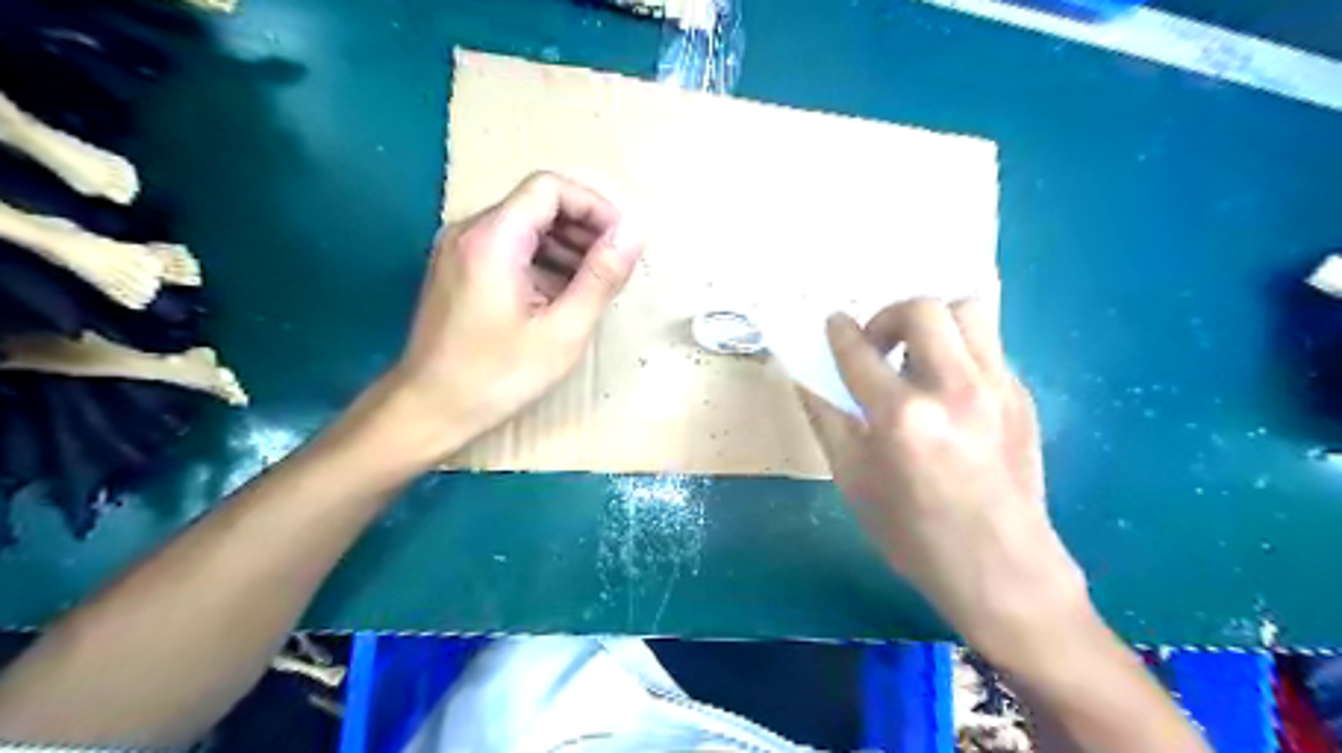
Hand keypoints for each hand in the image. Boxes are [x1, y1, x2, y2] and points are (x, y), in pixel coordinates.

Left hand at [375, 170, 641, 458]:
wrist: (428, 408)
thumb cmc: (497, 375)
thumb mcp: (563, 330)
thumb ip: (601, 277)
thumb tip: (632, 233)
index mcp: (493, 238)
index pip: (550, 188)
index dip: (594, 207)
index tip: (621, 242)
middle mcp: (470, 231)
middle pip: (537, 204)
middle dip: (583, 229)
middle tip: (613, 269)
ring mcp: (459, 250)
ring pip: (524, 226)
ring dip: (565, 247)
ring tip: (592, 286)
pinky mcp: (458, 270)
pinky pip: (508, 248)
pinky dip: (541, 262)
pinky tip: (559, 297)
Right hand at [793, 296, 1089, 661]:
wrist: (1003, 571)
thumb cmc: (914, 535)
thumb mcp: (854, 482)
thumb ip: (828, 420)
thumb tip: (808, 379)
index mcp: (903, 417)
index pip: (860, 351)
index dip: (840, 332)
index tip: (834, 324)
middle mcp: (954, 389)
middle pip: (923, 309)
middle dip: (889, 316)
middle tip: (878, 346)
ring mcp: (997, 388)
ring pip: (967, 312)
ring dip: (933, 324)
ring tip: (917, 358)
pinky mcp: (1023, 397)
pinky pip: (987, 348)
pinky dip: (959, 353)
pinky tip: (947, 392)